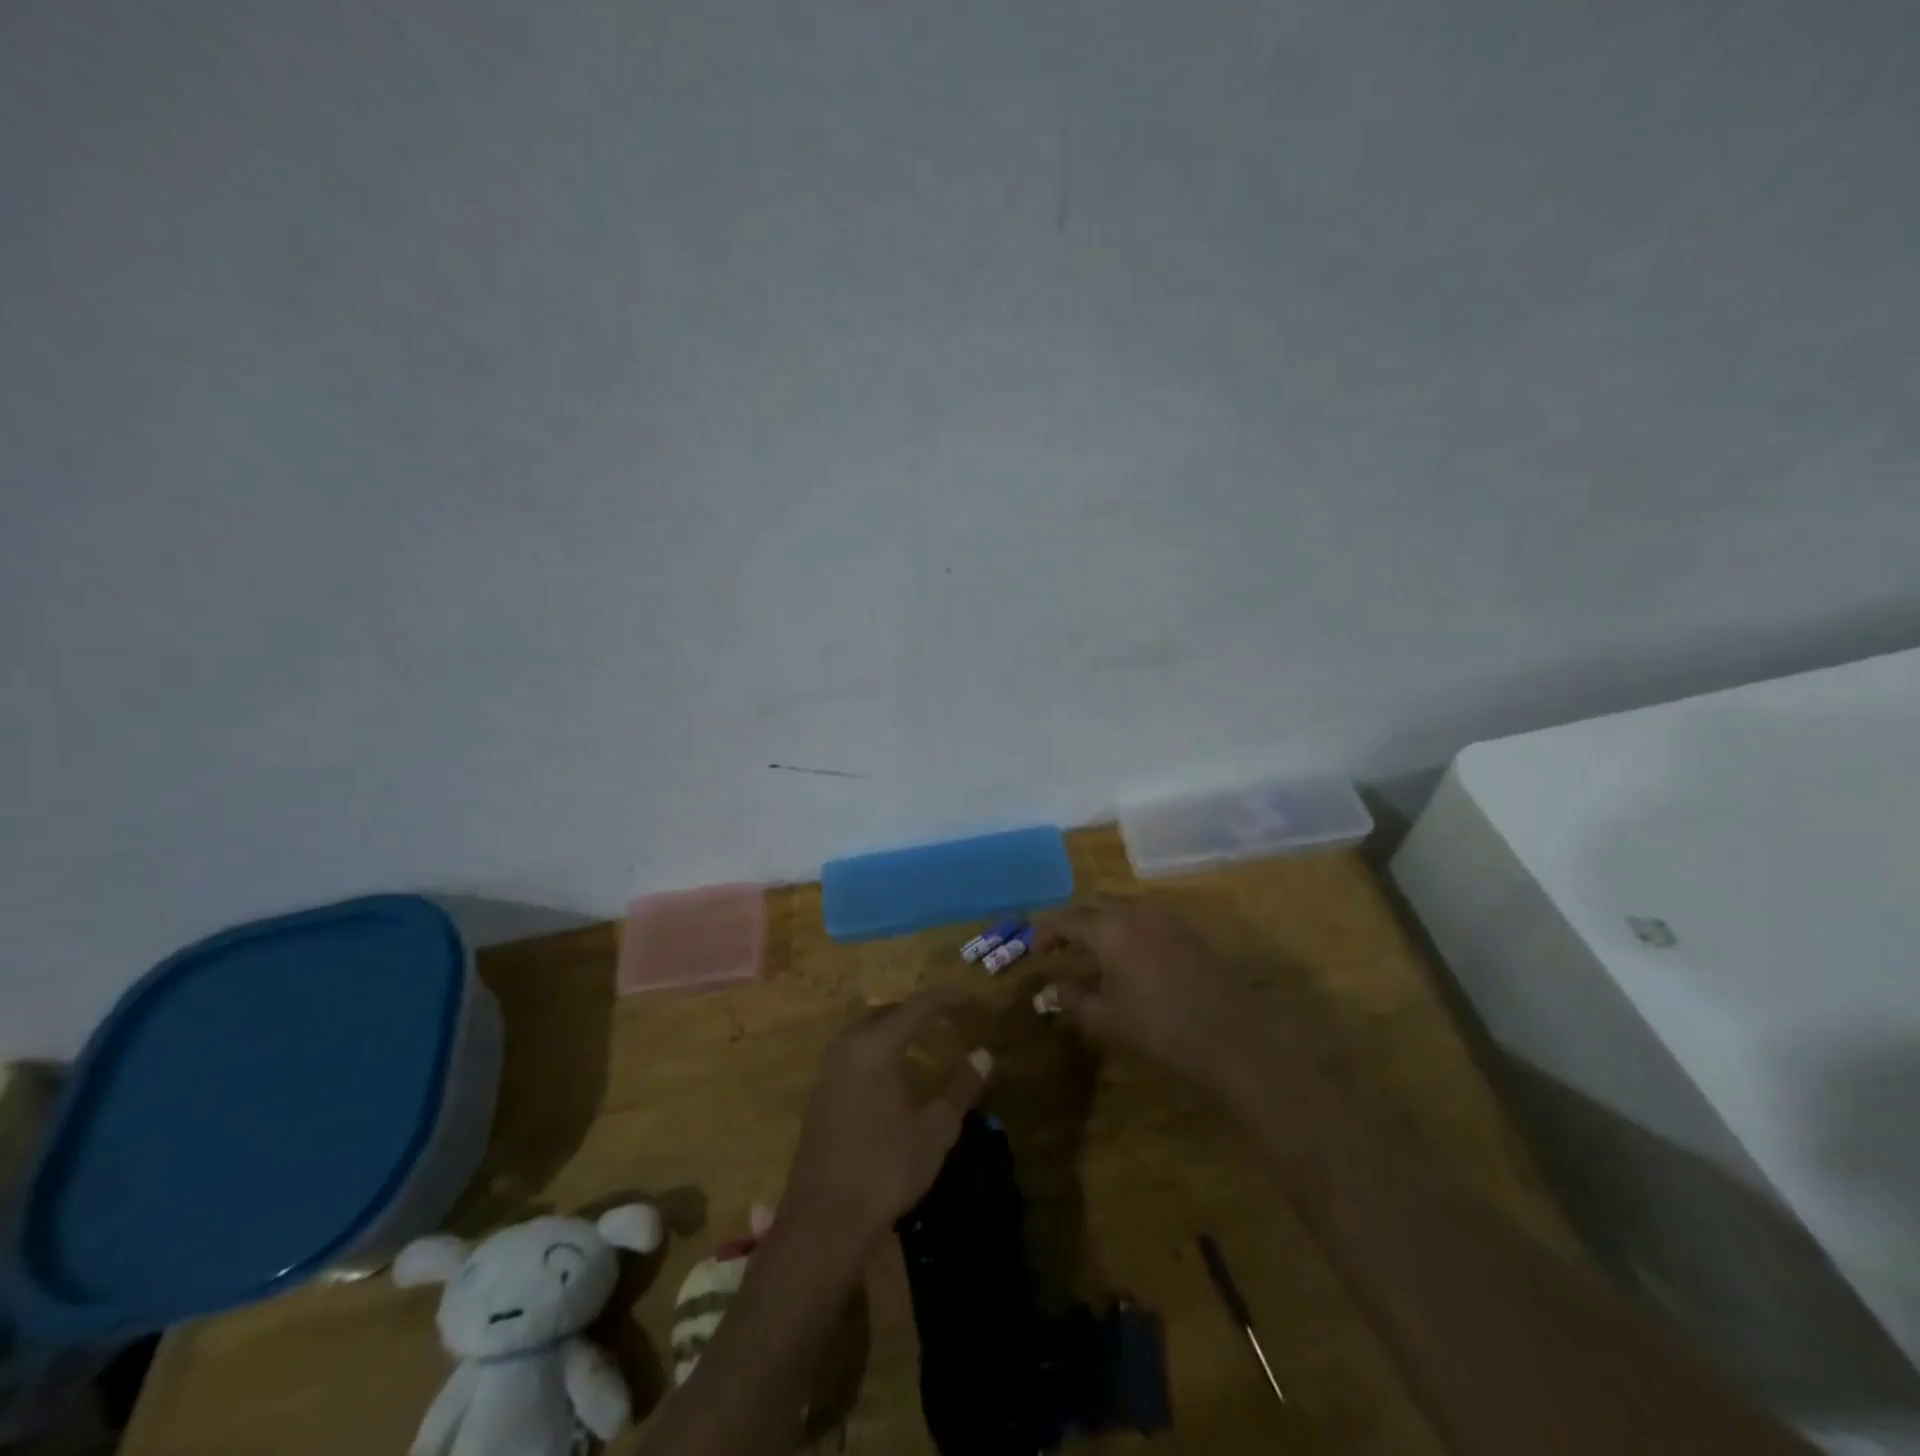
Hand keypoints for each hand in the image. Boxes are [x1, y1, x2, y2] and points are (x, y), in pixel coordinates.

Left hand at [780, 986, 991, 1258]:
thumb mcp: (934, 1130)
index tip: (969, 996)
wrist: (823, 1221)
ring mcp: (828, 1071)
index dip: (945, 998)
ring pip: (863, 1030)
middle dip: (915, 1010)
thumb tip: (983, 1053)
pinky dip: (876, 1048)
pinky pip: (852, 1052)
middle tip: (945, 1019)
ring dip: (892, 1028)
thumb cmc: (885, 1170)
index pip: (916, 1006)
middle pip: (884, 1011)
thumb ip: (960, 1087)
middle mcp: (847, 1048)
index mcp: (875, 1047)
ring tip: (921, 1042)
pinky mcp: (820, 1095)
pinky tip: (892, 1075)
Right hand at [1034, 901, 1271, 1099]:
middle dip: (1074, 925)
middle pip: (1093, 906)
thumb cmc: (1158, 1028)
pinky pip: (1145, 919)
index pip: (1065, 919)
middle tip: (1062, 952)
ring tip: (1093, 956)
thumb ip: (1071, 999)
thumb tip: (1047, 991)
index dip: (1045, 933)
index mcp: (1108, 927)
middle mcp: (1134, 911)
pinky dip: (1127, 930)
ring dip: (1102, 926)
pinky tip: (1128, 959)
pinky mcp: (1186, 930)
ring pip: (1121, 909)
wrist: (1231, 1037)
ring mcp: (1164, 917)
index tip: (1035, 951)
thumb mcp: (1105, 1018)